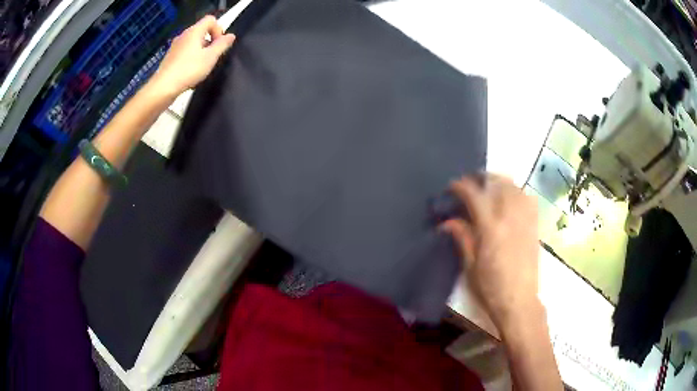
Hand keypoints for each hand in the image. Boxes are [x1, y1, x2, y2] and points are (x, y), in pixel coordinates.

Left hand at [151, 15, 234, 96]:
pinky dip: (190, 58)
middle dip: (210, 42)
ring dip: (200, 51)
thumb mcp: (211, 57)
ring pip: (193, 42)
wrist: (163, 87)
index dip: (218, 29)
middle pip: (201, 31)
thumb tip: (231, 36)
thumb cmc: (189, 70)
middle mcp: (183, 35)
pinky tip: (190, 72)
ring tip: (201, 67)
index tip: (218, 45)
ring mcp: (175, 46)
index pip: (210, 20)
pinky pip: (185, 52)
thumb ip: (222, 44)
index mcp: (194, 31)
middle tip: (211, 58)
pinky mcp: (170, 57)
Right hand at [442, 174, 541, 331]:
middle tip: (471, 183)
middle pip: (499, 183)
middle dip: (483, 178)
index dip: (461, 186)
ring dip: (500, 182)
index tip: (452, 187)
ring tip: (491, 188)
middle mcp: (510, 218)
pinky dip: (517, 193)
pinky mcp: (534, 227)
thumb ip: (462, 238)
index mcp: (490, 228)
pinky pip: (528, 200)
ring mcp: (525, 220)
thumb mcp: (470, 266)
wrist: (519, 301)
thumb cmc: (490, 288)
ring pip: (515, 188)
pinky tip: (511, 199)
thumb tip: (447, 221)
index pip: (475, 195)